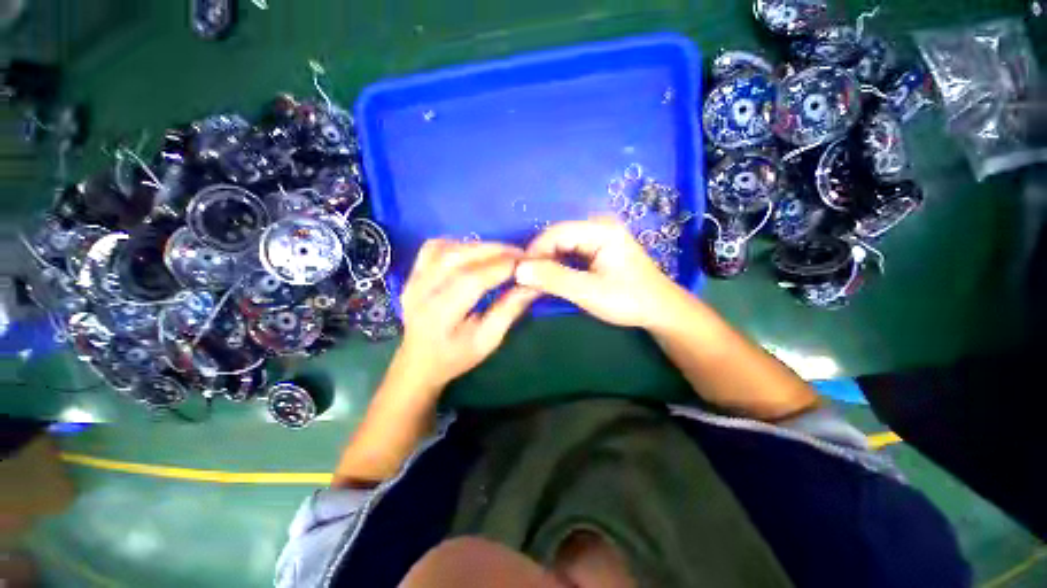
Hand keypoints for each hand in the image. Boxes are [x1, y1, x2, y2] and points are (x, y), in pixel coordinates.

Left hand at [398, 239, 539, 389]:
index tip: (526, 262)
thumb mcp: (487, 341)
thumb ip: (508, 310)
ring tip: (502, 253)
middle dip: (494, 251)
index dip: (501, 267)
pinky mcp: (411, 274)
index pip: (472, 280)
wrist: (417, 362)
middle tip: (520, 253)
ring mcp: (412, 280)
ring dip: (478, 246)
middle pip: (458, 257)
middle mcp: (420, 292)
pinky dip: (458, 244)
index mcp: (439, 316)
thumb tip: (533, 285)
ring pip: (447, 248)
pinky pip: (434, 247)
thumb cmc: (454, 358)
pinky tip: (474, 253)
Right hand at [514, 218, 684, 328]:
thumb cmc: (628, 300)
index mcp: (601, 230)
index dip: (534, 251)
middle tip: (528, 280)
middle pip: (558, 236)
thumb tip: (519, 270)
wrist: (659, 310)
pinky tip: (554, 277)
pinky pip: (571, 250)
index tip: (520, 273)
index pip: (556, 232)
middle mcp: (599, 225)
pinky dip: (559, 263)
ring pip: (563, 244)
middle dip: (540, 257)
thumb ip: (553, 279)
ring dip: (548, 261)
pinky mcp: (599, 246)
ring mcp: (600, 234)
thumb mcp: (588, 292)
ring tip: (538, 281)